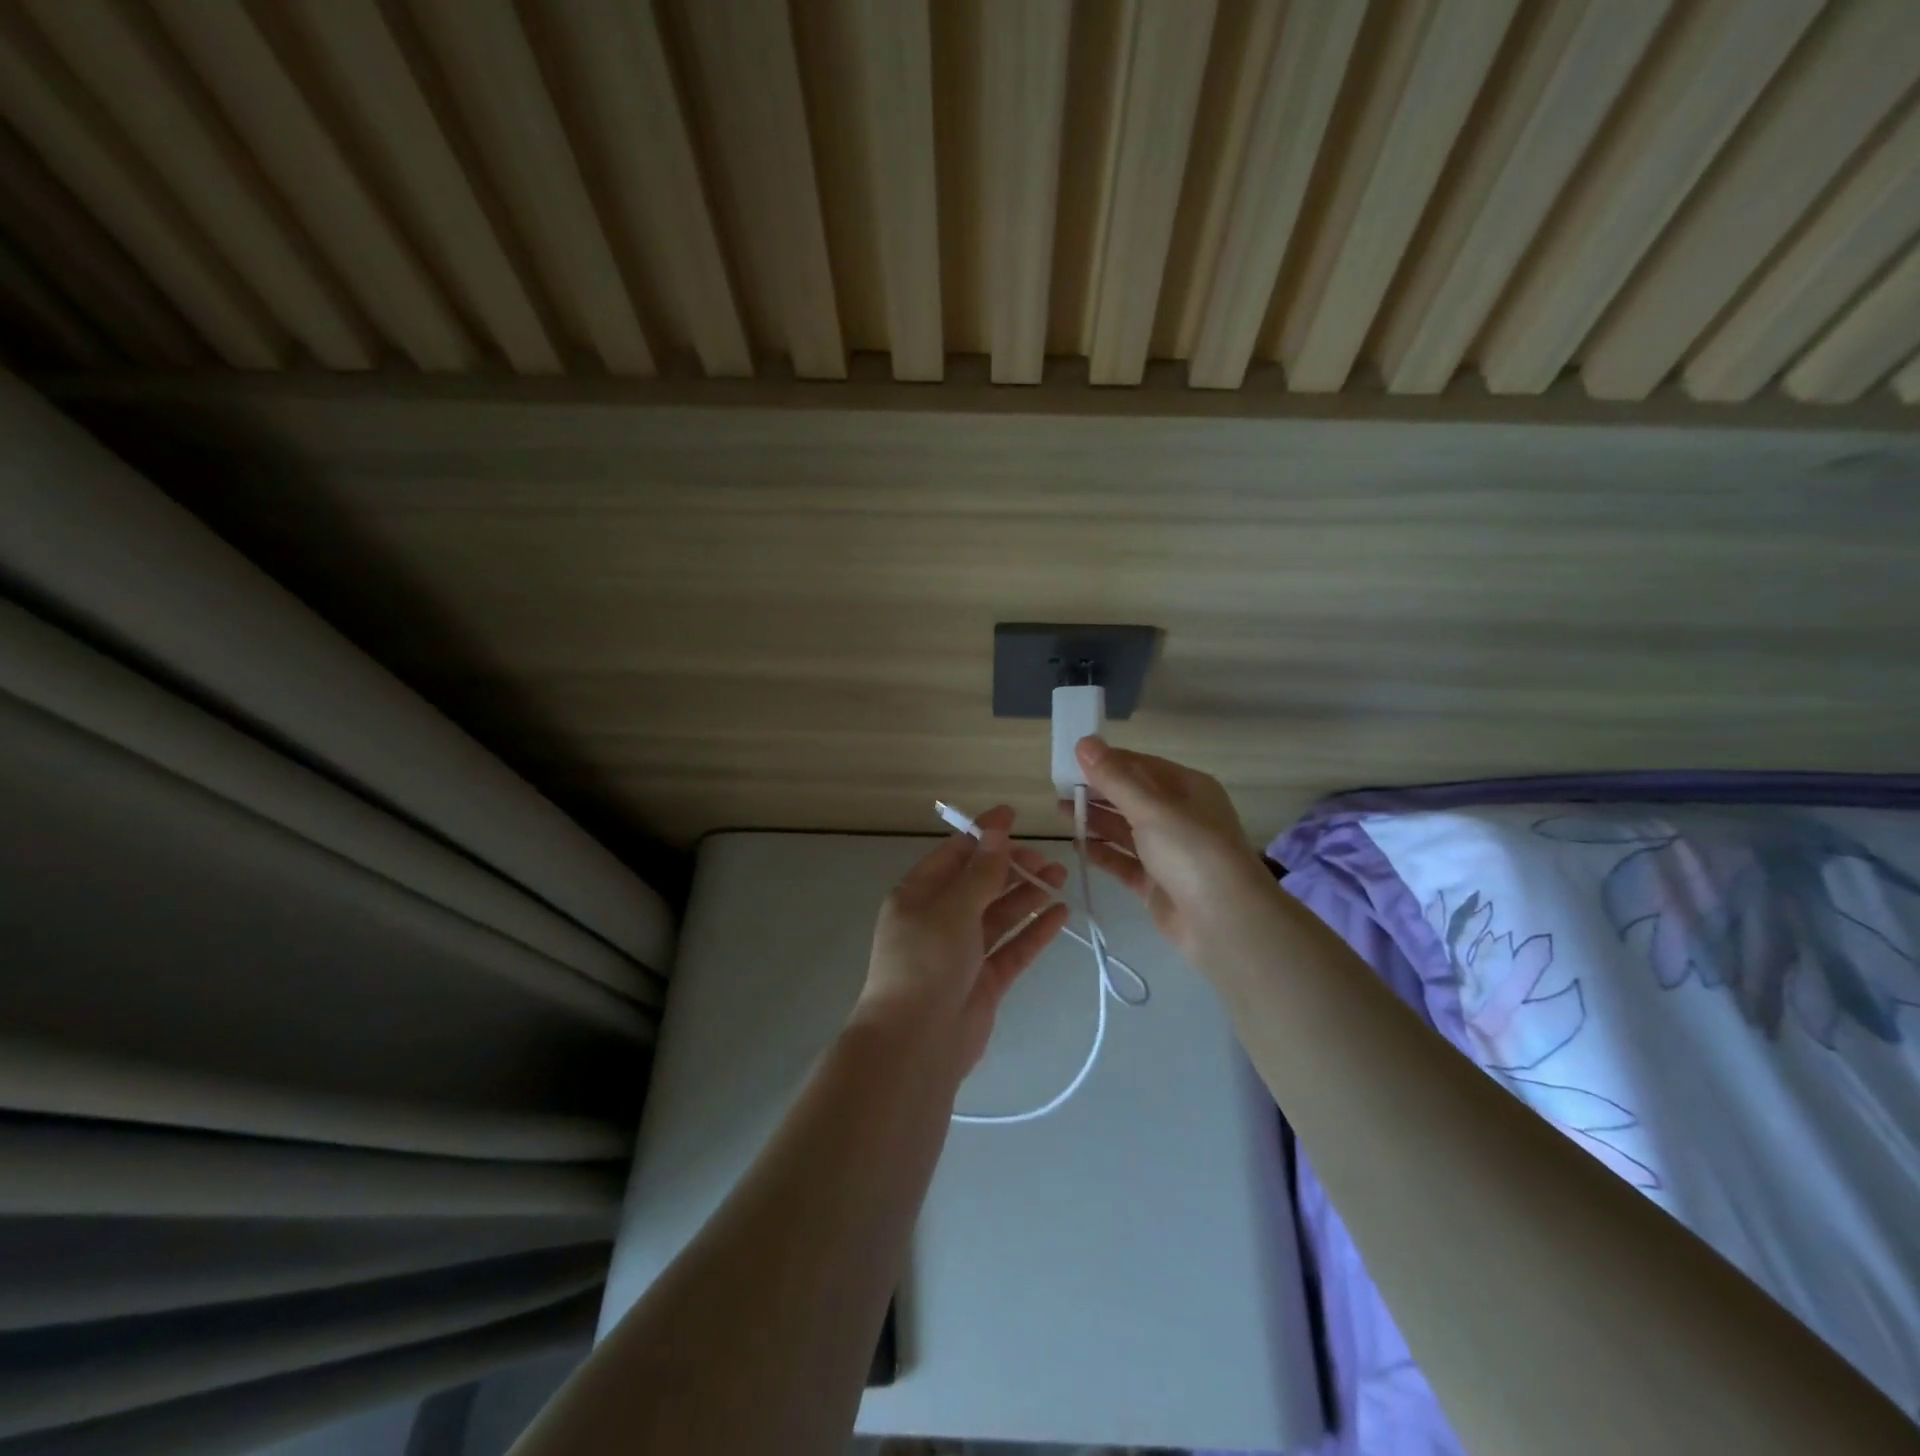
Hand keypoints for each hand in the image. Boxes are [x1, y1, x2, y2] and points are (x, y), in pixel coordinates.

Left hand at [854, 807, 1070, 1073]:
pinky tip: (1061, 913)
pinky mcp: (984, 980)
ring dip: (1028, 895)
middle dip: (1013, 867)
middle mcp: (938, 919)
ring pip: (1000, 914)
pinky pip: (1012, 947)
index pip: (954, 855)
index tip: (1014, 816)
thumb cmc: (926, 962)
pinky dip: (1035, 930)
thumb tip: (996, 831)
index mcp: (918, 895)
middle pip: (980, 883)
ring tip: (1061, 877)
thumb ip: (980, 872)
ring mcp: (962, 952)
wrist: (916, 1043)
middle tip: (1048, 859)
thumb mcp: (953, 908)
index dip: (983, 835)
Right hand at [1071, 737, 1275, 965]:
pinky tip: (1077, 845)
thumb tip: (1085, 741)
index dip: (1106, 762)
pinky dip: (1102, 853)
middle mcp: (1179, 817)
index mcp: (1188, 788)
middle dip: (1097, 792)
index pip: (1140, 766)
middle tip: (1059, 789)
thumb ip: (1115, 778)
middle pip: (1131, 797)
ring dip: (1095, 820)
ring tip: (1060, 812)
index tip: (1070, 761)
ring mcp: (1168, 852)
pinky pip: (1124, 861)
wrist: (1225, 923)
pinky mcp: (1156, 883)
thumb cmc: (1192, 852)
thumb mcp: (1152, 808)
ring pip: (1125, 829)